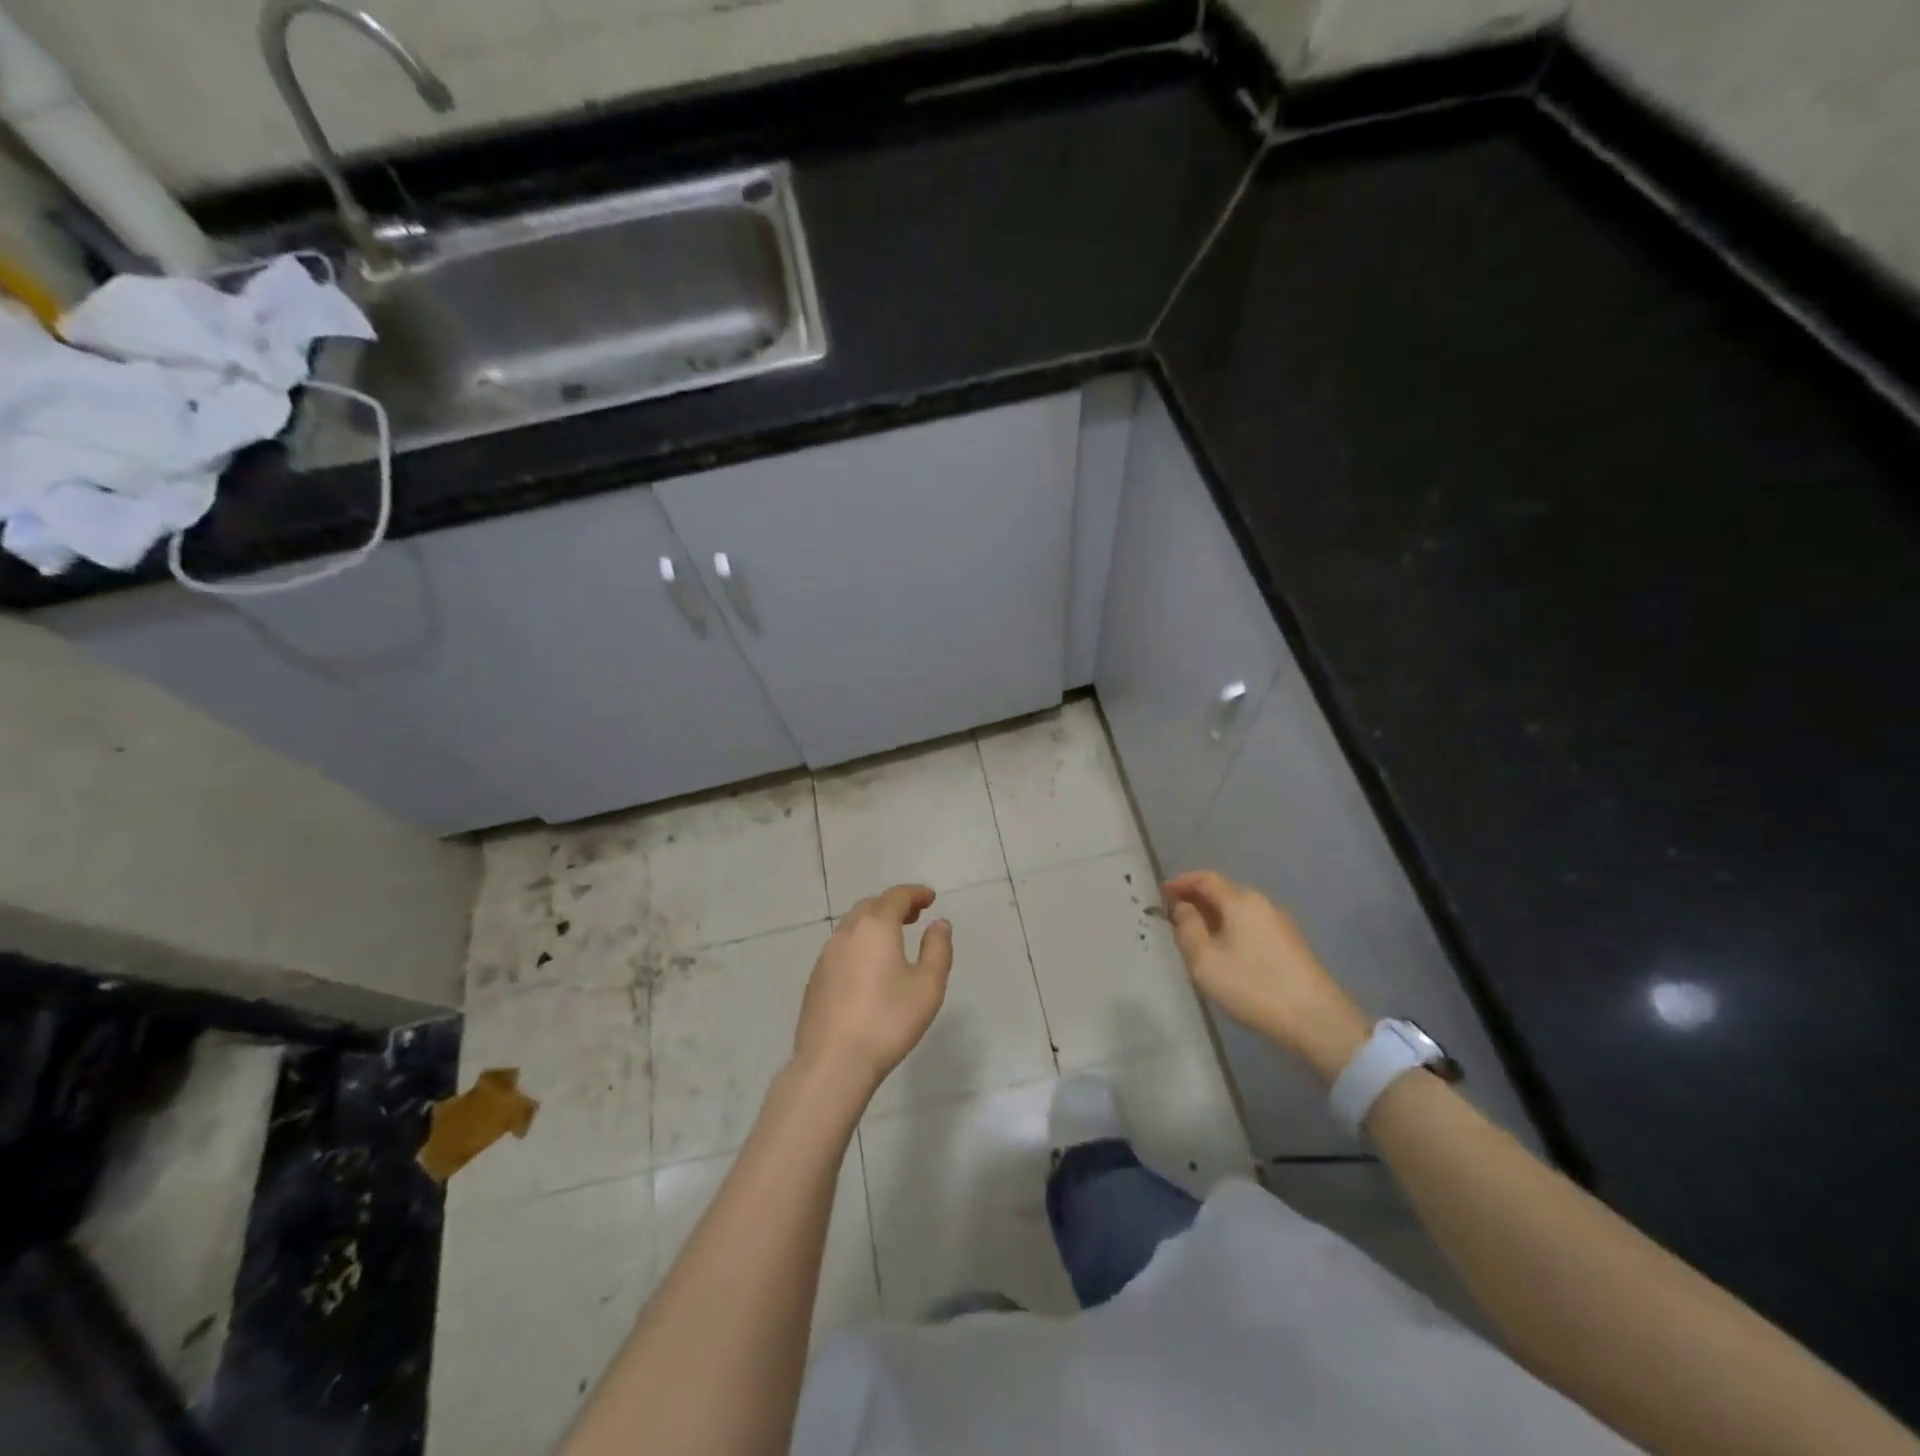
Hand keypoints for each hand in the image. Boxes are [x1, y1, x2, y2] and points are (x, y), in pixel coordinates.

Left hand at [792, 885, 953, 1099]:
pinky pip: (841, 947)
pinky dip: (859, 944)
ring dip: (874, 924)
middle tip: (914, 917)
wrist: (833, 1062)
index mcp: (876, 927)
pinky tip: (868, 968)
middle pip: (871, 906)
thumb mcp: (928, 986)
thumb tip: (939, 924)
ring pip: (852, 925)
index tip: (930, 899)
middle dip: (894, 905)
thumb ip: (938, 949)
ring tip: (893, 940)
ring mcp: (826, 955)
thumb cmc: (888, 1021)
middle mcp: (847, 932)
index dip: (915, 893)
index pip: (897, 896)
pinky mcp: (816, 978)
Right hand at [1163, 870, 1370, 1084]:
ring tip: (1195, 936)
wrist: (1316, 1020)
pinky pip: (1251, 925)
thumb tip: (1183, 907)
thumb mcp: (1205, 960)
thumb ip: (1187, 928)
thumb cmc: (1252, 986)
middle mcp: (1262, 904)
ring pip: (1238, 910)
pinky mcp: (1290, 945)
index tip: (1161, 893)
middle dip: (1197, 899)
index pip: (1205, 878)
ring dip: (1214, 916)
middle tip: (1174, 916)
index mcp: (1240, 901)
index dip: (1181, 882)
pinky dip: (1231, 929)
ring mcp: (1280, 924)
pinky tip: (1224, 951)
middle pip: (1224, 891)